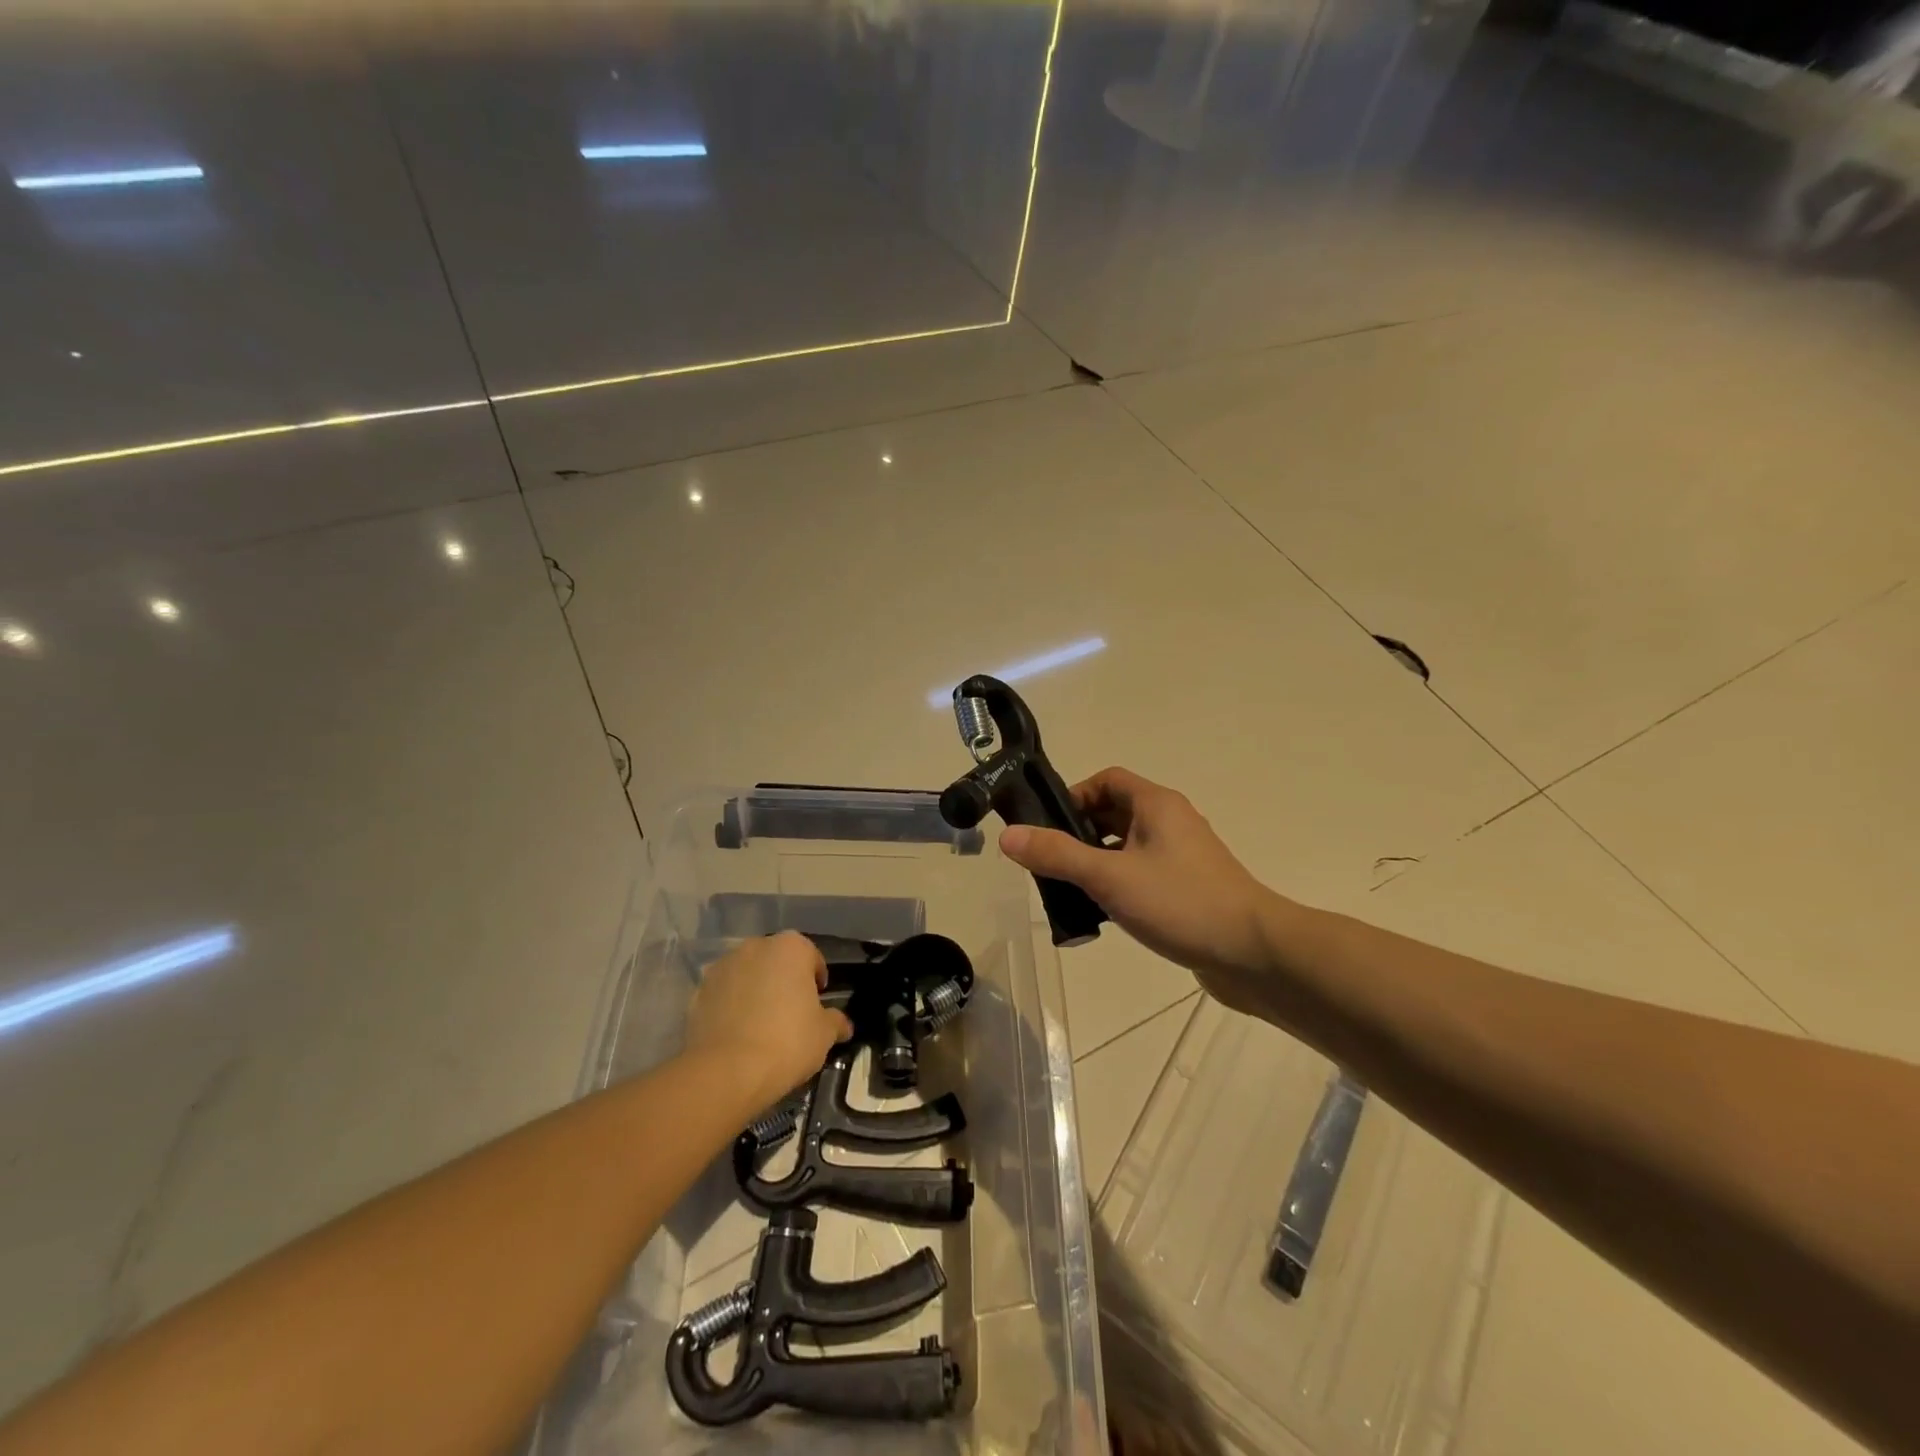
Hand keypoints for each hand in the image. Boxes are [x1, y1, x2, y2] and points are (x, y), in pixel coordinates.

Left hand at [685, 932, 853, 1110]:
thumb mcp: (824, 1034)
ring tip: (760, 1025)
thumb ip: (836, 1022)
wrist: (726, 1072)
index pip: (811, 957)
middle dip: (783, 980)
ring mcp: (723, 967)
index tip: (817, 1004)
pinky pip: (723, 994)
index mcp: (791, 947)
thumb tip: (843, 1024)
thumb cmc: (787, 1042)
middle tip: (790, 1013)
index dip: (816, 981)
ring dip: (755, 990)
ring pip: (748, 974)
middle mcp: (756, 946)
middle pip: (777, 961)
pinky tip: (737, 1034)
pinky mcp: (698, 991)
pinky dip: (730, 1006)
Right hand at [998, 767, 1283, 1013]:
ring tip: (1069, 891)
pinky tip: (1103, 915)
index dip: (1074, 795)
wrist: (1254, 954)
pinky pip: (1143, 875)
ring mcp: (1183, 858)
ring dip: (1097, 862)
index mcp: (1157, 805)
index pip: (1107, 780)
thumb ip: (1057, 855)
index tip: (1048, 826)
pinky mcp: (1188, 889)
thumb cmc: (1180, 903)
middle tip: (1050, 861)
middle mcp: (1171, 823)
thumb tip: (1008, 835)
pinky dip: (1119, 885)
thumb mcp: (1109, 877)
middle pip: (1115, 812)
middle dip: (1080, 833)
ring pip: (1127, 847)